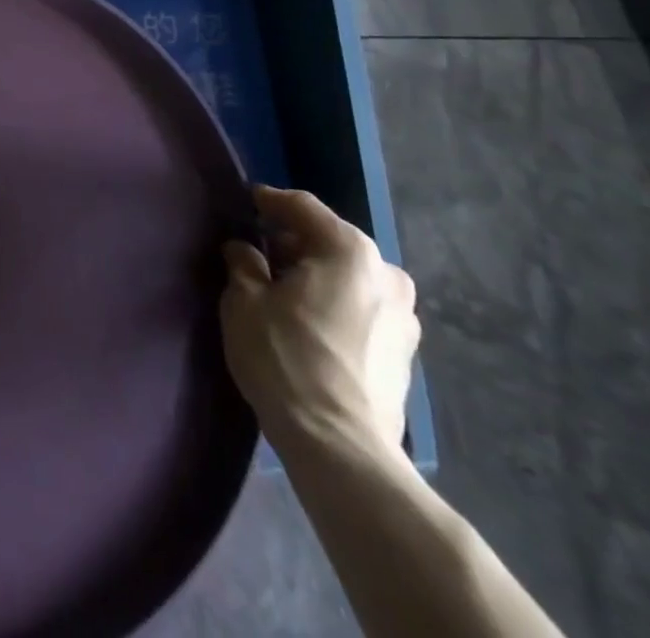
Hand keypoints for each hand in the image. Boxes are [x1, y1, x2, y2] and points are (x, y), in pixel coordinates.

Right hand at [220, 185, 418, 456]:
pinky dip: (336, 305)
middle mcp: (386, 274)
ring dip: (318, 276)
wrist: (341, 448)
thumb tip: (243, 250)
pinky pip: (362, 309)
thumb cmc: (287, 359)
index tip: (248, 201)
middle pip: (331, 241)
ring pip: (350, 277)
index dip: (271, 201)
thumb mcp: (245, 302)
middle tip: (261, 253)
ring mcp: (404, 317)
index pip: (303, 208)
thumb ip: (243, 264)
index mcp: (349, 251)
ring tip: (285, 292)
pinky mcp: (405, 354)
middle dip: (295, 243)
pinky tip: (311, 324)